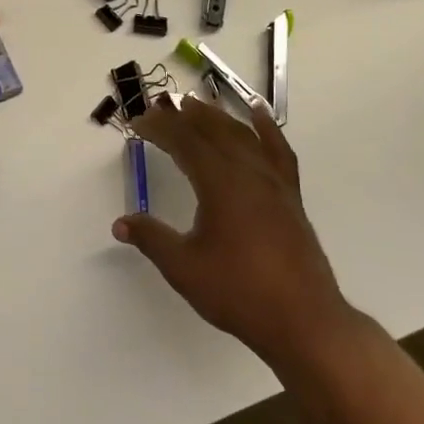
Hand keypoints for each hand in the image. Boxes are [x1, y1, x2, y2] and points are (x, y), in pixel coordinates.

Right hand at [115, 95, 355, 370]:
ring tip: (196, 104)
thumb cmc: (238, 292)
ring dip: (216, 116)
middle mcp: (248, 172)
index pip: (184, 142)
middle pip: (213, 130)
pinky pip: (277, 149)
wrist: (303, 320)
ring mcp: (273, 181)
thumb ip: (152, 239)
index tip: (137, 122)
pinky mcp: (289, 194)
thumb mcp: (184, 267)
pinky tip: (257, 115)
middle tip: (158, 106)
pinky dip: (265, 127)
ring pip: (242, 134)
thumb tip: (121, 223)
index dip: (159, 128)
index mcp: (220, 183)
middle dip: (183, 115)